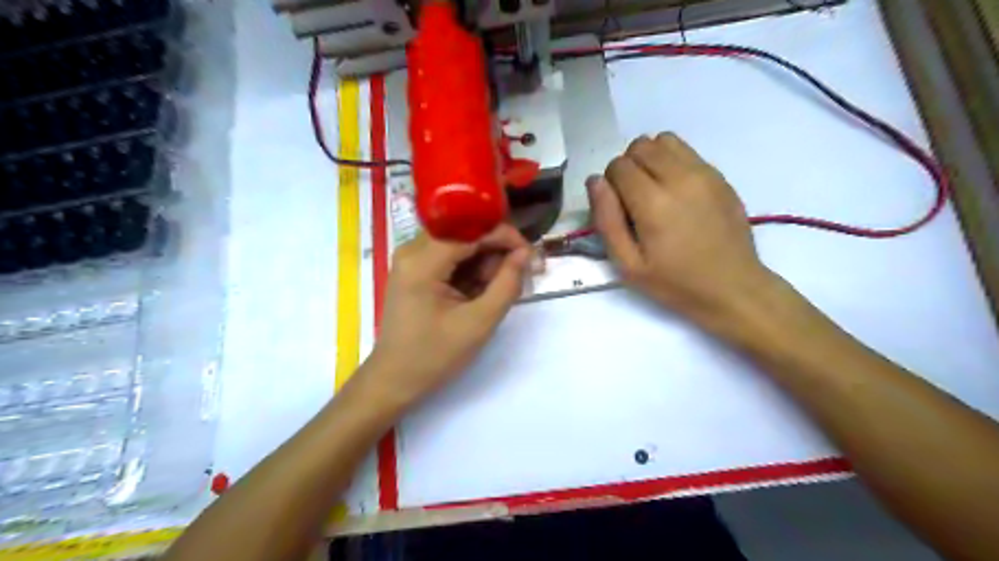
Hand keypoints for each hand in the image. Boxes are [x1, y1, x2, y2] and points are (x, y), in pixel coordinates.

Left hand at [360, 223, 530, 412]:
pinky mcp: (413, 270)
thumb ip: (506, 284)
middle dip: (493, 251)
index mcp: (422, 261)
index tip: (529, 254)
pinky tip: (476, 293)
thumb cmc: (435, 355)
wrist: (395, 379)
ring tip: (491, 292)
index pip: (470, 229)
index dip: (504, 236)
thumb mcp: (478, 323)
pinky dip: (469, 270)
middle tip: (512, 278)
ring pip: (459, 243)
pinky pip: (449, 256)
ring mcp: (410, 259)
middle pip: (464, 232)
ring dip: (482, 262)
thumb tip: (525, 253)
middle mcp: (411, 250)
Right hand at [588, 131, 774, 331]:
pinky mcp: (719, 176)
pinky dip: (672, 161)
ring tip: (654, 189)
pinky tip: (676, 192)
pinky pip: (687, 151)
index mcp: (653, 202)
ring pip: (664, 140)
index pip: (618, 165)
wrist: (733, 287)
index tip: (618, 208)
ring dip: (650, 158)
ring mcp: (704, 173)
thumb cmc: (675, 283)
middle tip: (634, 199)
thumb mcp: (628, 265)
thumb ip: (606, 220)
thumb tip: (595, 182)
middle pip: (640, 146)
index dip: (610, 184)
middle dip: (628, 167)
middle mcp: (679, 177)